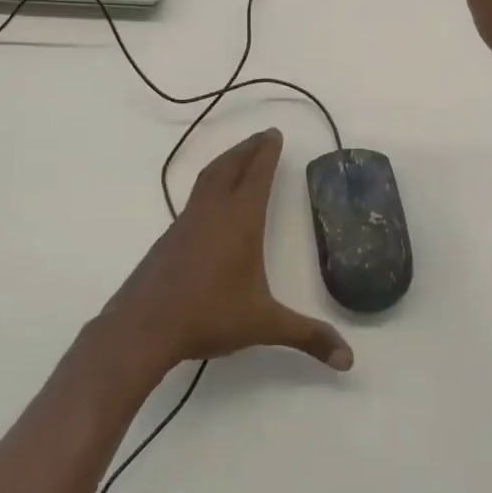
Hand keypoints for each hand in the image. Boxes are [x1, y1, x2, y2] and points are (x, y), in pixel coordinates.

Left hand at [101, 128, 352, 378]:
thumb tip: (348, 359)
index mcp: (240, 221)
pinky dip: (210, 183)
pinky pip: (195, 197)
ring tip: (238, 157)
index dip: (267, 153)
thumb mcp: (263, 325)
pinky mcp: (170, 237)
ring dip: (227, 161)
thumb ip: (306, 336)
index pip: (256, 175)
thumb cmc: (208, 316)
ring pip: (208, 178)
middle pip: (230, 166)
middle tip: (262, 136)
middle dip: (248, 148)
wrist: (143, 327)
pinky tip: (211, 201)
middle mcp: (213, 212)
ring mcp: (187, 222)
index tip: (275, 133)